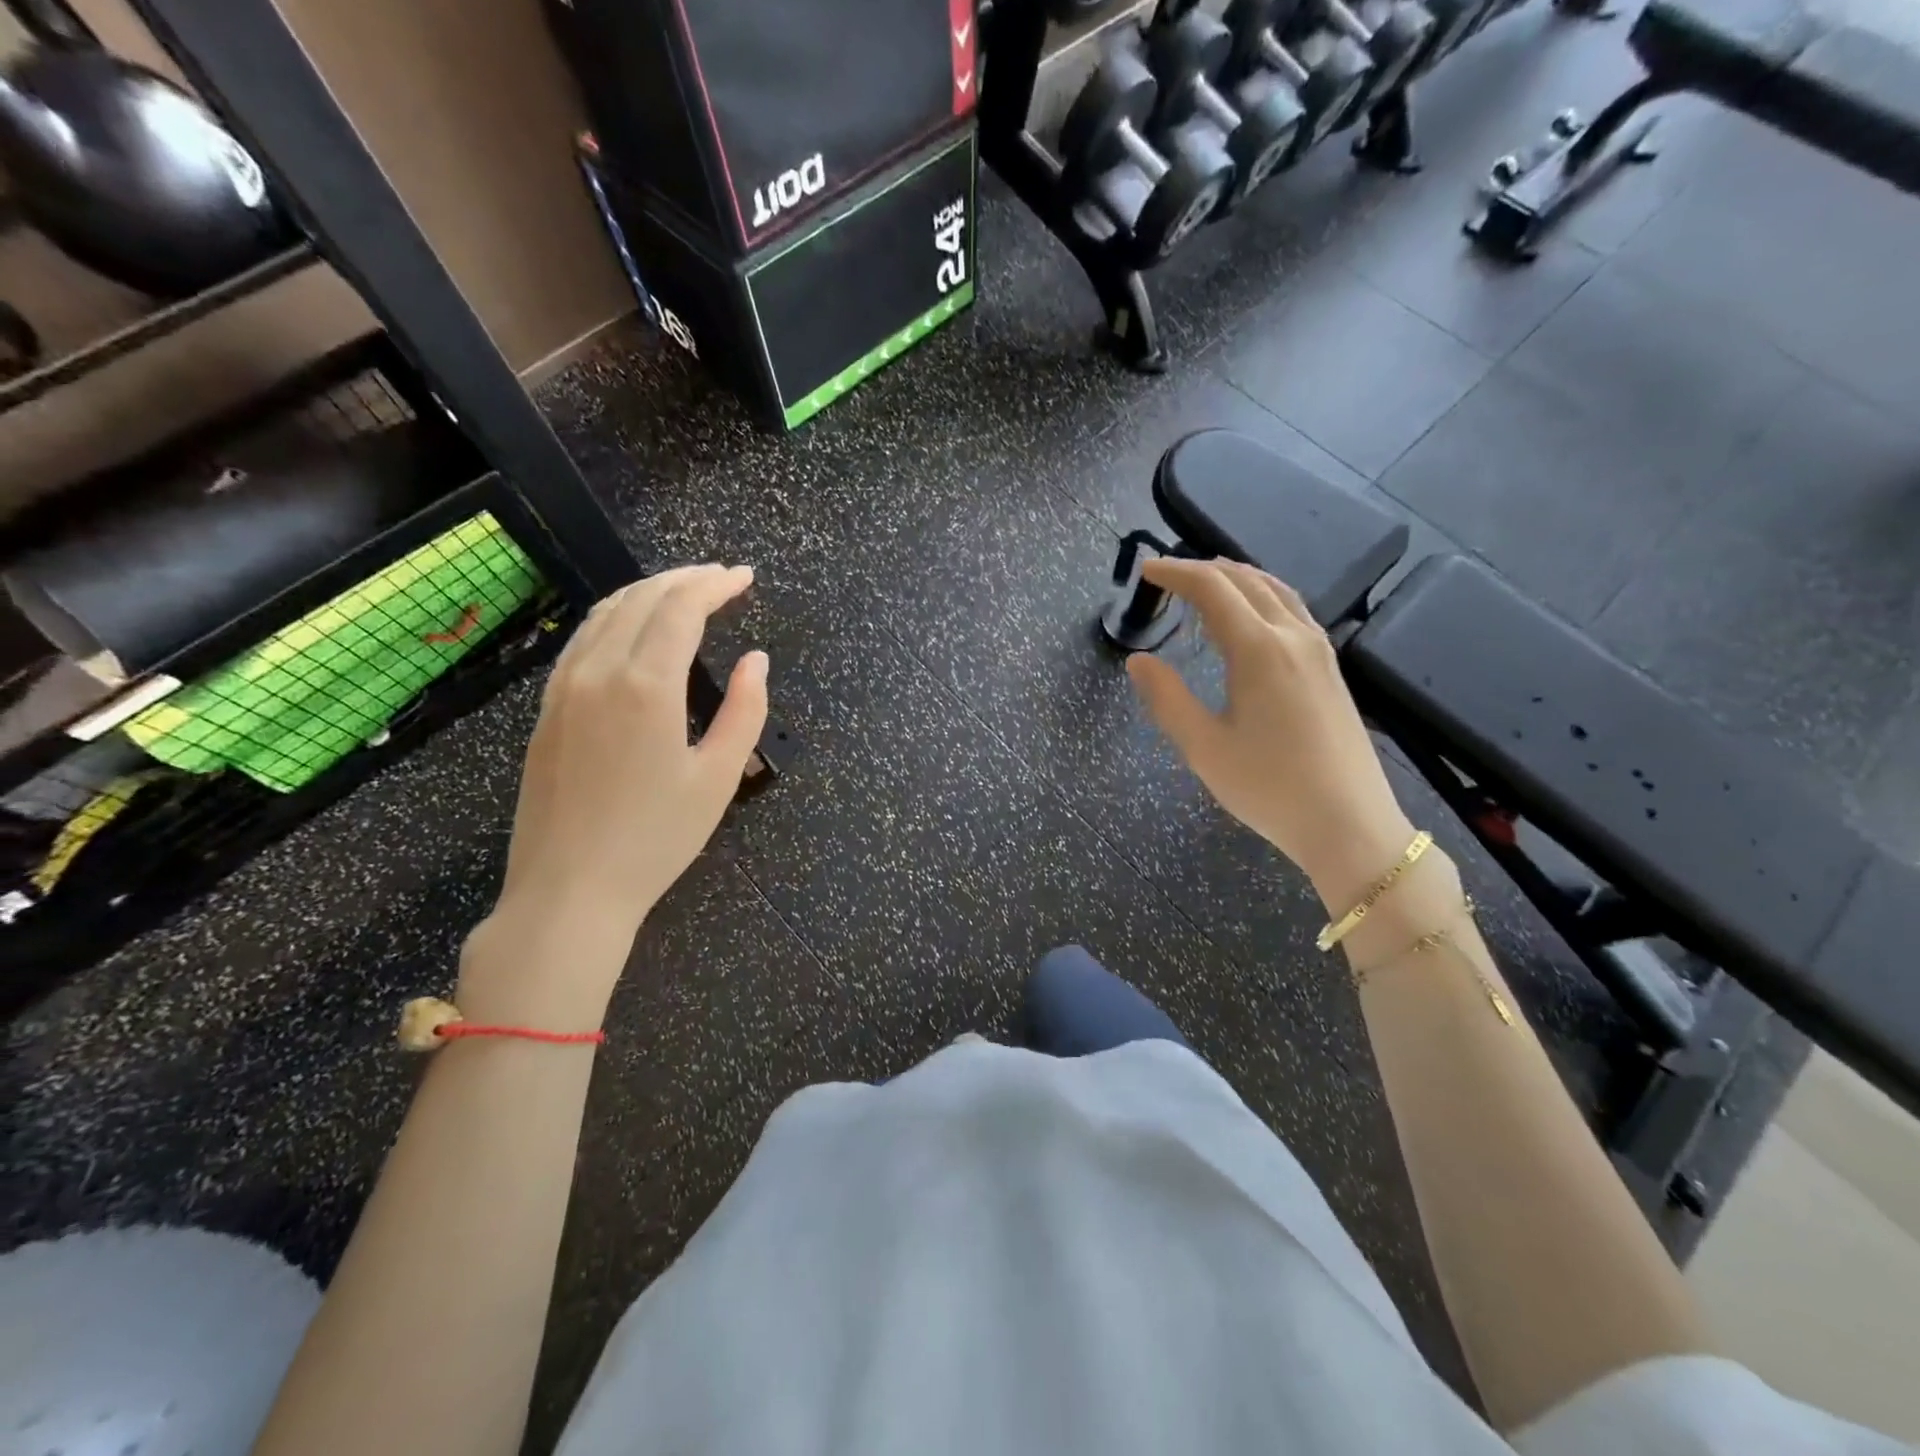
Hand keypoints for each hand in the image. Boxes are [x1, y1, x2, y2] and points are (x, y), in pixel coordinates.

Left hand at [461, 564, 767, 1024]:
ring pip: (605, 613)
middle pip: (641, 599)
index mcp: (646, 686)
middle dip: (685, 579)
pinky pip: (582, 640)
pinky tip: (633, 629)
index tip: (745, 577)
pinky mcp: (547, 710)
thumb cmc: (656, 839)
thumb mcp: (719, 778)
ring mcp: (564, 688)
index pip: (681, 609)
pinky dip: (615, 617)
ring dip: (648, 592)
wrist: (568, 891)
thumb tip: (756, 661)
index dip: (715, 586)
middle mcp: (598, 672)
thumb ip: (745, 711)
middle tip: (722, 578)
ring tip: (684, 592)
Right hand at [1127, 558, 1416, 912]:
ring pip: (1275, 590)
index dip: (1176, 572)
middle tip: (1167, 577)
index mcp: (1259, 649)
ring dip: (1237, 578)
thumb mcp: (1204, 748)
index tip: (1146, 570)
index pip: (1212, 588)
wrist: (1349, 824)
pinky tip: (1252, 616)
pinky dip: (1262, 596)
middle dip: (1203, 570)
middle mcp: (1293, 636)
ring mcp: (1319, 650)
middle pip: (1246, 580)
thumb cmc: (1269, 788)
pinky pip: (1293, 610)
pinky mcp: (1331, 669)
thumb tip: (1138, 660)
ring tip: (1206, 583)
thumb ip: (1167, 698)